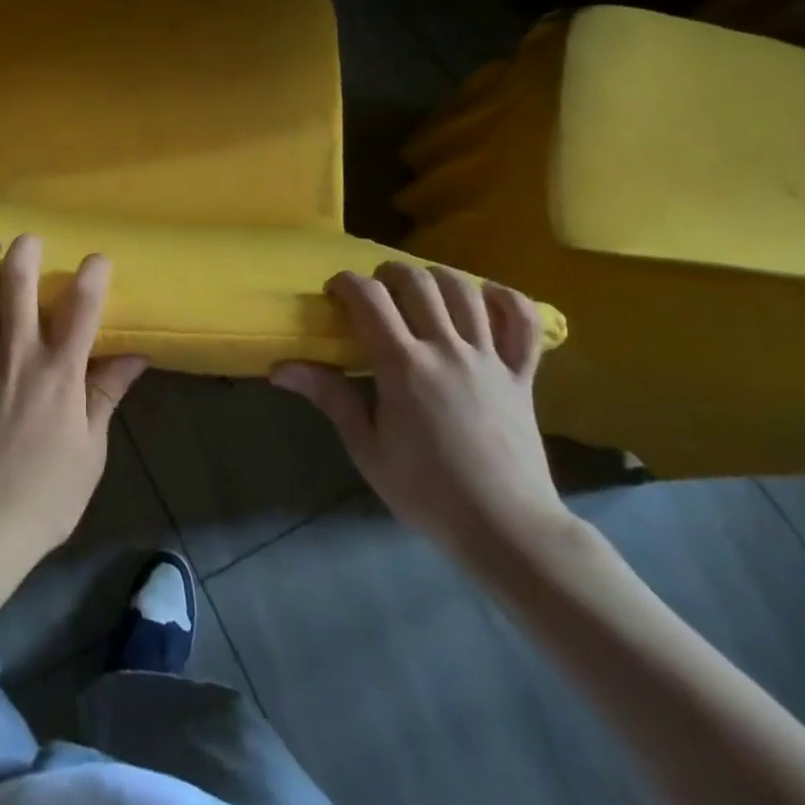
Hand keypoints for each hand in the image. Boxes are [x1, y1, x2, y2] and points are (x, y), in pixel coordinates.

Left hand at [0, 235, 146, 570]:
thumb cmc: (45, 495)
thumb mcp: (91, 449)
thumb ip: (106, 395)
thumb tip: (136, 356)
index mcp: (58, 371)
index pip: (81, 308)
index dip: (91, 275)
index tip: (96, 258)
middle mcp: (14, 354)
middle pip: (18, 285)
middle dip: (24, 253)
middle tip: (28, 240)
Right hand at [272, 262, 571, 567]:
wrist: (507, 530)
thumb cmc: (427, 493)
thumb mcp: (367, 449)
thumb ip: (329, 397)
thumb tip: (280, 368)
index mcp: (403, 366)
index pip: (368, 298)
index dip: (346, 283)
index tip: (334, 294)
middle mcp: (446, 350)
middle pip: (417, 282)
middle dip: (388, 273)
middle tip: (376, 293)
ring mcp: (489, 359)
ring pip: (465, 290)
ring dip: (437, 278)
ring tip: (422, 292)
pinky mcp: (522, 375)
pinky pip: (524, 323)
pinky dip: (506, 300)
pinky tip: (485, 300)